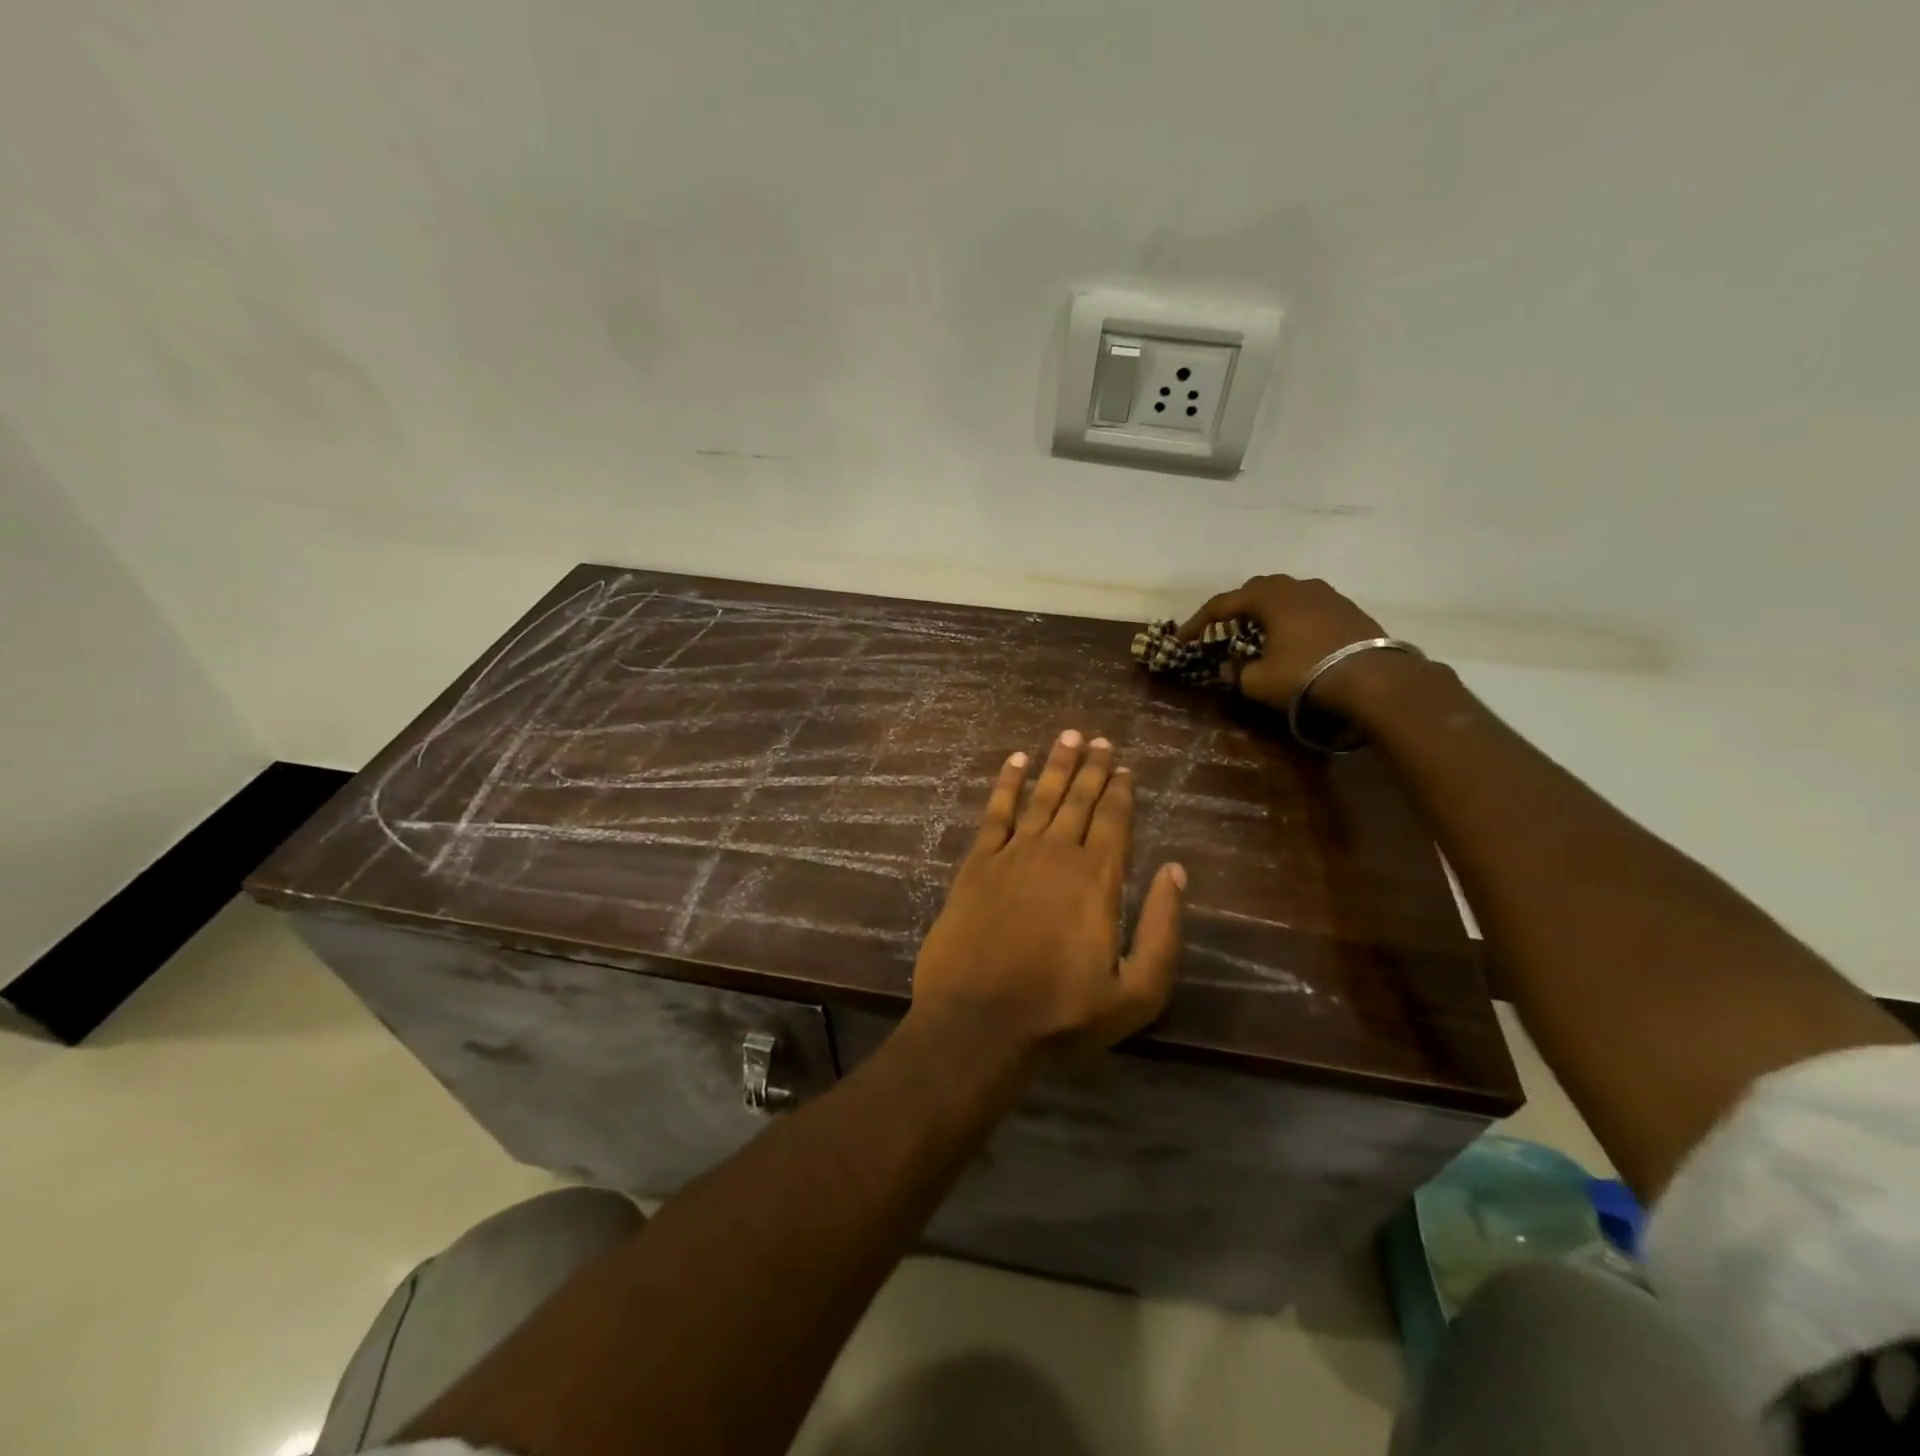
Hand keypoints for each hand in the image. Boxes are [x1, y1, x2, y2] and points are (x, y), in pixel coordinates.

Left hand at [911, 732, 1185, 1055]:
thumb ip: (1163, 930)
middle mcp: (1057, 854)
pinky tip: (1015, 762)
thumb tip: (1176, 871)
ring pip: (1041, 797)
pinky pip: (995, 813)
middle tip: (1101, 739)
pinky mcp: (977, 865)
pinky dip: (1007, 783)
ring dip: (1057, 765)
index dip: (1121, 791)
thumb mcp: (1137, 992)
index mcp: (1098, 879)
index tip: (1125, 766)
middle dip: (1093, 767)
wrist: (978, 1023)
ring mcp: (1013, 855)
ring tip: (1069, 736)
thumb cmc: (1061, 1016)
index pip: (1115, 820)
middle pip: (1079, 800)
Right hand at [1178, 574, 1389, 711]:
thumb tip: (1227, 667)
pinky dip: (1291, 620)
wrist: (1373, 679)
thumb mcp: (1258, 681)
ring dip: (1266, 613)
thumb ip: (1236, 671)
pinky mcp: (1348, 610)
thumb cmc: (1305, 674)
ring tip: (1258, 635)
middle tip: (1222, 631)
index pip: (1222, 604)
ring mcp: (1327, 595)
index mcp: (1269, 596)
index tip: (1182, 640)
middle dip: (1234, 609)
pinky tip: (1292, 640)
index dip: (1197, 622)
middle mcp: (1296, 586)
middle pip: (1255, 590)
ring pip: (1285, 596)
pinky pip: (1308, 608)